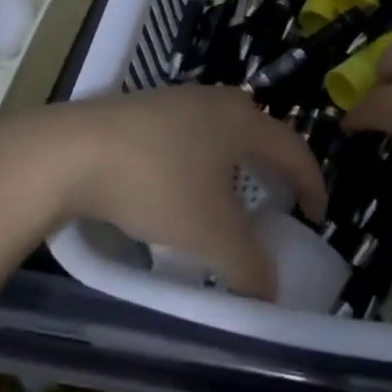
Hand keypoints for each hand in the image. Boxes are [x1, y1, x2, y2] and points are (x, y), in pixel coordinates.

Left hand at [0, 87, 327, 299]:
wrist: (74, 151)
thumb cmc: (157, 184)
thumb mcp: (210, 234)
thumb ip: (249, 267)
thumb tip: (271, 293)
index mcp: (243, 121)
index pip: (294, 148)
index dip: (312, 182)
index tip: (317, 215)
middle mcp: (217, 100)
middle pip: (261, 132)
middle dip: (276, 168)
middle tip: (280, 203)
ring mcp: (180, 98)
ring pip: (224, 130)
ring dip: (237, 163)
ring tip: (232, 197)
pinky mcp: (147, 107)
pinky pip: (192, 131)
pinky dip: (204, 159)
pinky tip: (182, 183)